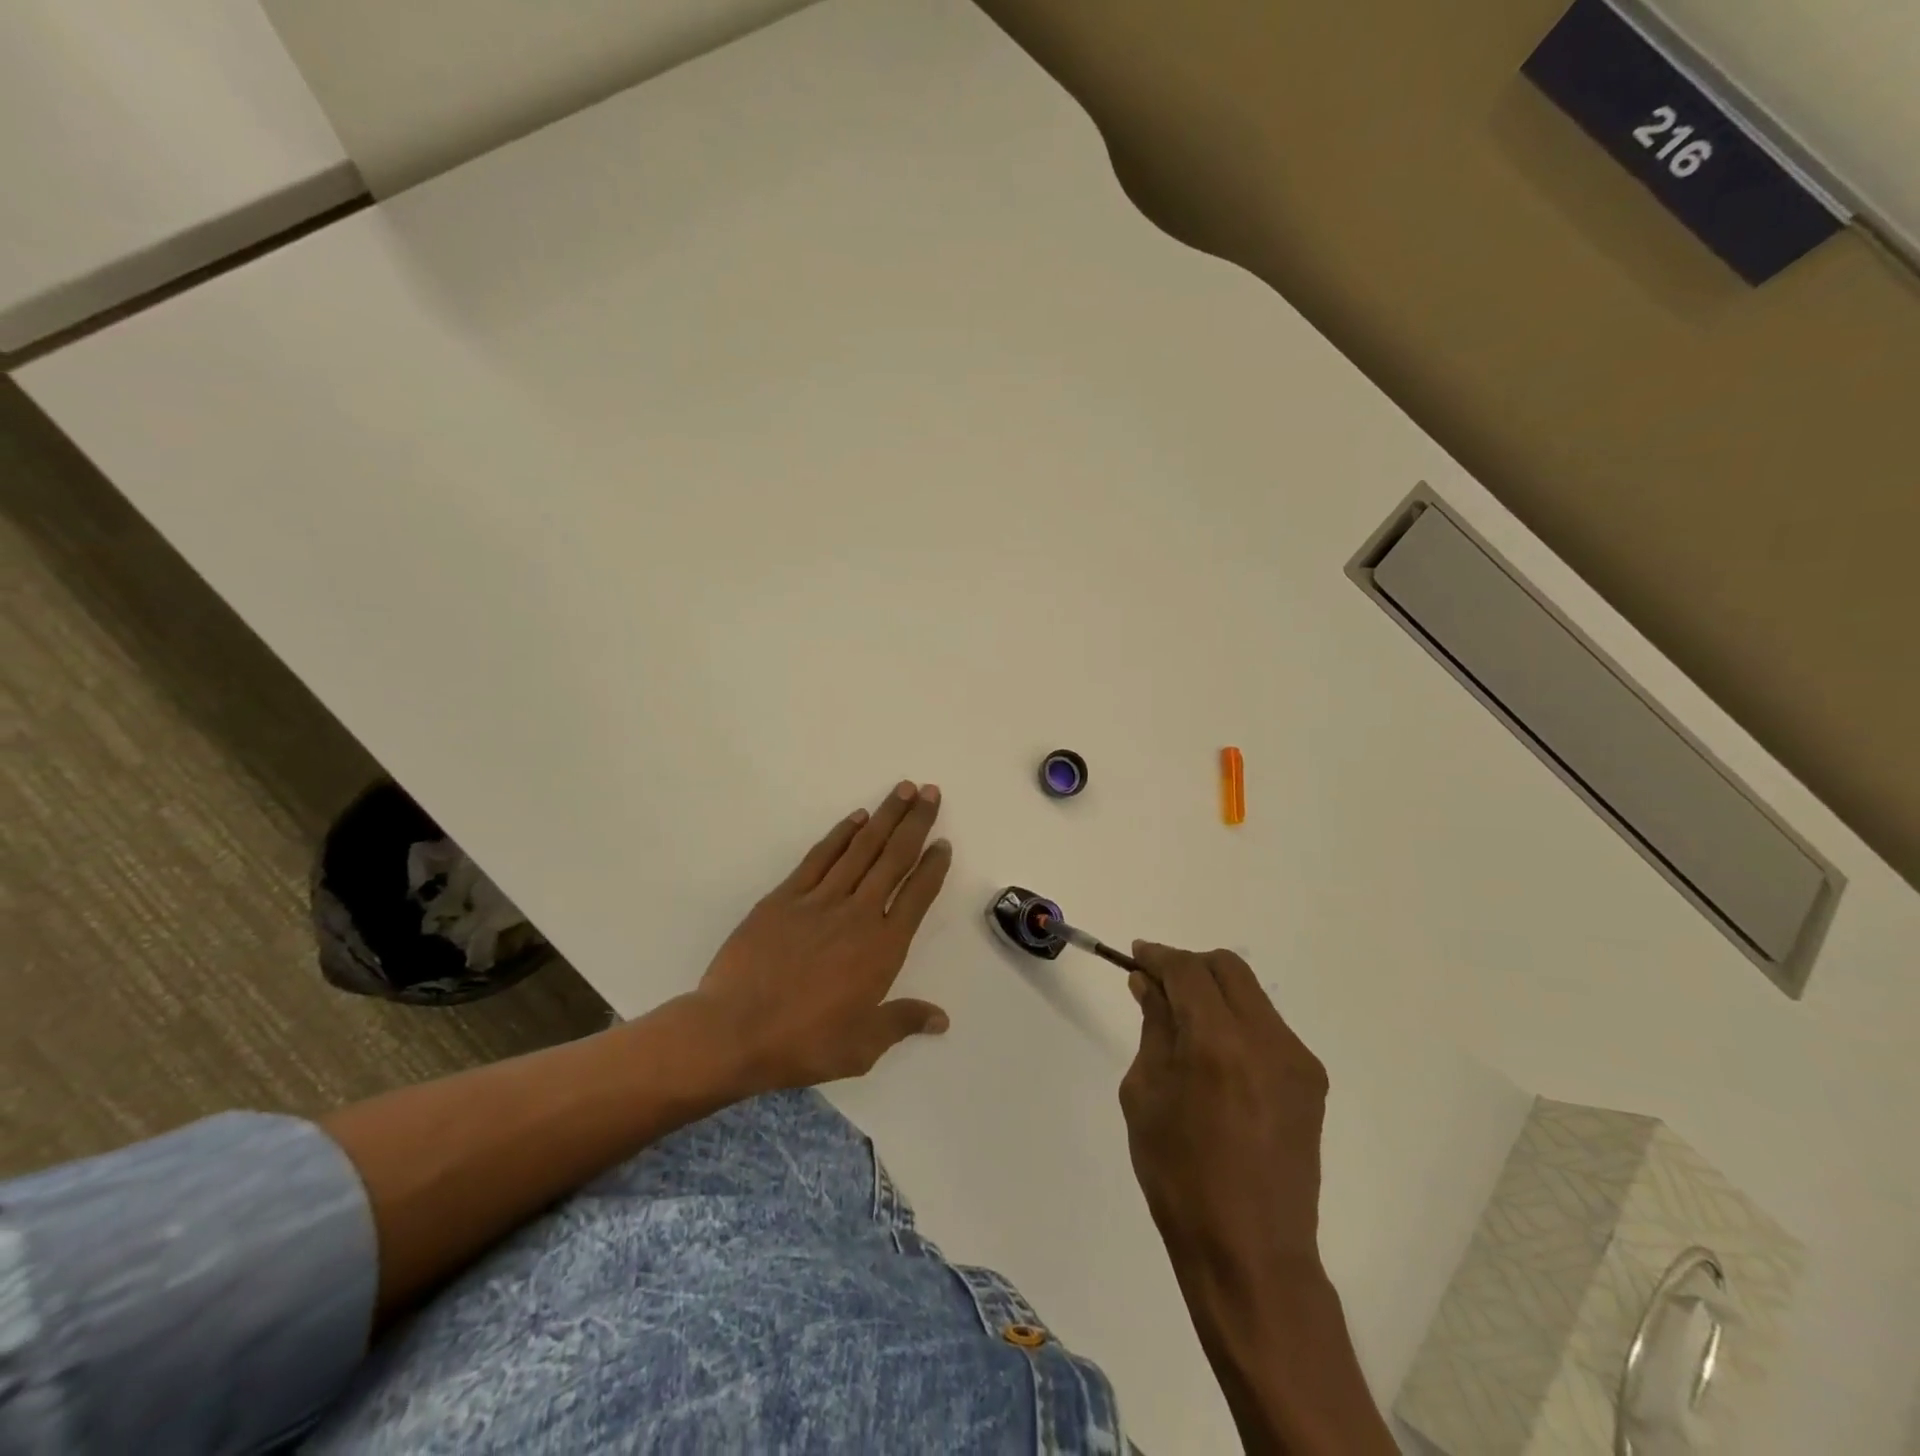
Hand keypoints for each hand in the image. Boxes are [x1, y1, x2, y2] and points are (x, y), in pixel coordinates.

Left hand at [692, 781, 952, 1091]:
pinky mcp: (785, 897)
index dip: (933, 866)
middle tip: (930, 792)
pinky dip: (840, 834)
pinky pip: (820, 857)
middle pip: (893, 858)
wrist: (733, 1031)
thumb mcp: (862, 1046)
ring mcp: (820, 900)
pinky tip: (855, 818)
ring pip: (861, 848)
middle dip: (915, 823)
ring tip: (902, 790)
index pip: (917, 895)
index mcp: (882, 948)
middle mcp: (858, 914)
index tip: (944, 842)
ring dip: (884, 817)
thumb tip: (942, 1019)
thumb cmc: (803, 1042)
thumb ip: (903, 1022)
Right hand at [1120, 944, 1329, 1288]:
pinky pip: (1268, 1028)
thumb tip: (1147, 985)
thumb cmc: (1179, 1176)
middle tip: (1158, 984)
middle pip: (1228, 969)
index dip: (1158, 956)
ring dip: (1214, 992)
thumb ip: (1153, 1028)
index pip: (1188, 970)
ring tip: (1184, 1022)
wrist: (1251, 1252)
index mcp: (1217, 1042)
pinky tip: (1216, 1056)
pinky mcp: (1311, 1083)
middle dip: (1189, 965)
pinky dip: (1236, 1021)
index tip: (1136, 956)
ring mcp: (1296, 1060)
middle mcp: (1266, 1039)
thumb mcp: (1146, 1095)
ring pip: (1251, 994)